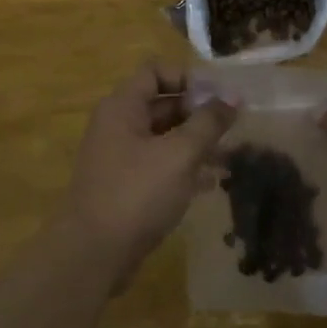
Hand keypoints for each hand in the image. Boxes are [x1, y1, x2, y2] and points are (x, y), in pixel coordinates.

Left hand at [63, 63, 235, 278]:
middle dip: (198, 114)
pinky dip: (183, 169)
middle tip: (233, 128)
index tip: (218, 98)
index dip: (188, 78)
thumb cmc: (136, 194)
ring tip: (229, 157)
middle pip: (162, 105)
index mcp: (123, 107)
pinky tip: (211, 184)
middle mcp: (118, 126)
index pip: (155, 72)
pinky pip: (159, 166)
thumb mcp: (180, 154)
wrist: (92, 255)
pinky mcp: (125, 187)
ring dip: (195, 144)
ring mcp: (120, 158)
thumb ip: (208, 123)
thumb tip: (233, 96)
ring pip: (164, 138)